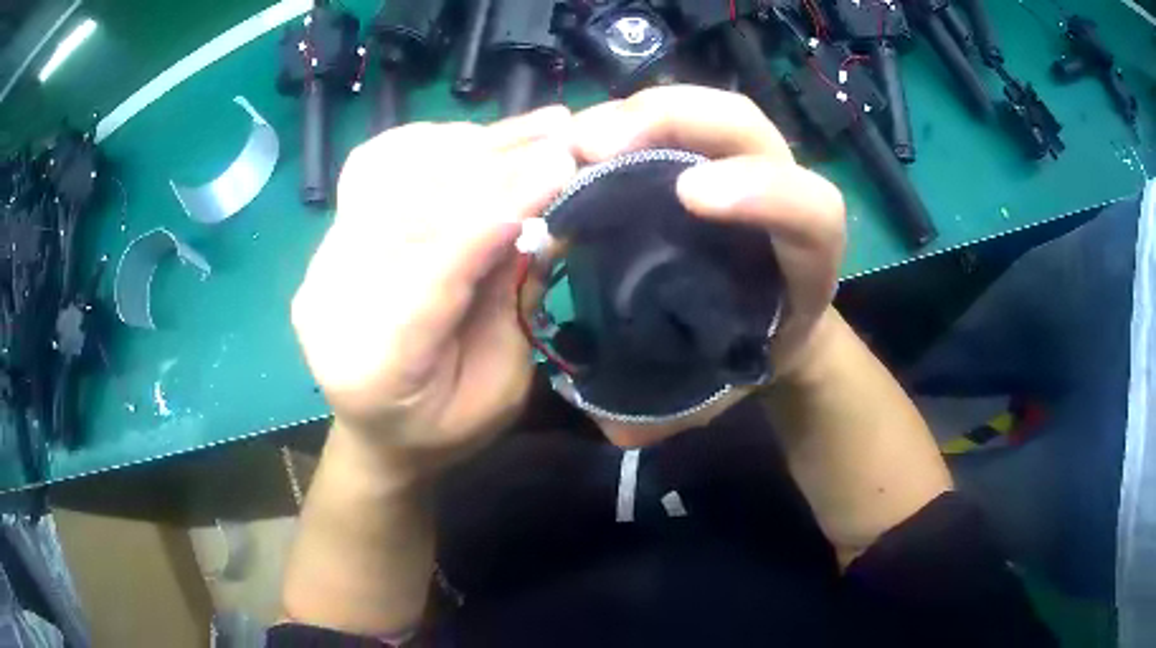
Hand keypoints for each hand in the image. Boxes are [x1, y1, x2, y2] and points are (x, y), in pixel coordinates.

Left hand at [292, 107, 576, 477]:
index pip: (432, 267)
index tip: (558, 164)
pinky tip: (475, 144)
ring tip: (530, 133)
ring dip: (465, 145)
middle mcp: (331, 302)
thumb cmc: (442, 430)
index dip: (496, 209)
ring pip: (386, 172)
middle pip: (406, 207)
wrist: (377, 432)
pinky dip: (429, 144)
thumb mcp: (500, 394)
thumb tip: (545, 217)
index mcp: (375, 366)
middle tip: (559, 137)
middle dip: (490, 164)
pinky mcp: (329, 237)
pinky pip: (373, 167)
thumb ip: (513, 306)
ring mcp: (322, 263)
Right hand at [569, 86, 846, 446]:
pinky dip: (625, 120)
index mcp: (807, 260)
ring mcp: (744, 163)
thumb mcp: (720, 389)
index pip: (810, 210)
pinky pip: (674, 119)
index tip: (688, 198)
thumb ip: (673, 414)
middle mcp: (781, 192)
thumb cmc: (748, 353)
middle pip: (746, 127)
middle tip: (591, 146)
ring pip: (708, 111)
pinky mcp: (709, 155)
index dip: (762, 191)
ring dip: (638, 113)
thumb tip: (611, 425)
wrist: (773, 323)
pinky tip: (579, 143)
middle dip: (673, 122)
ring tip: (574, 140)